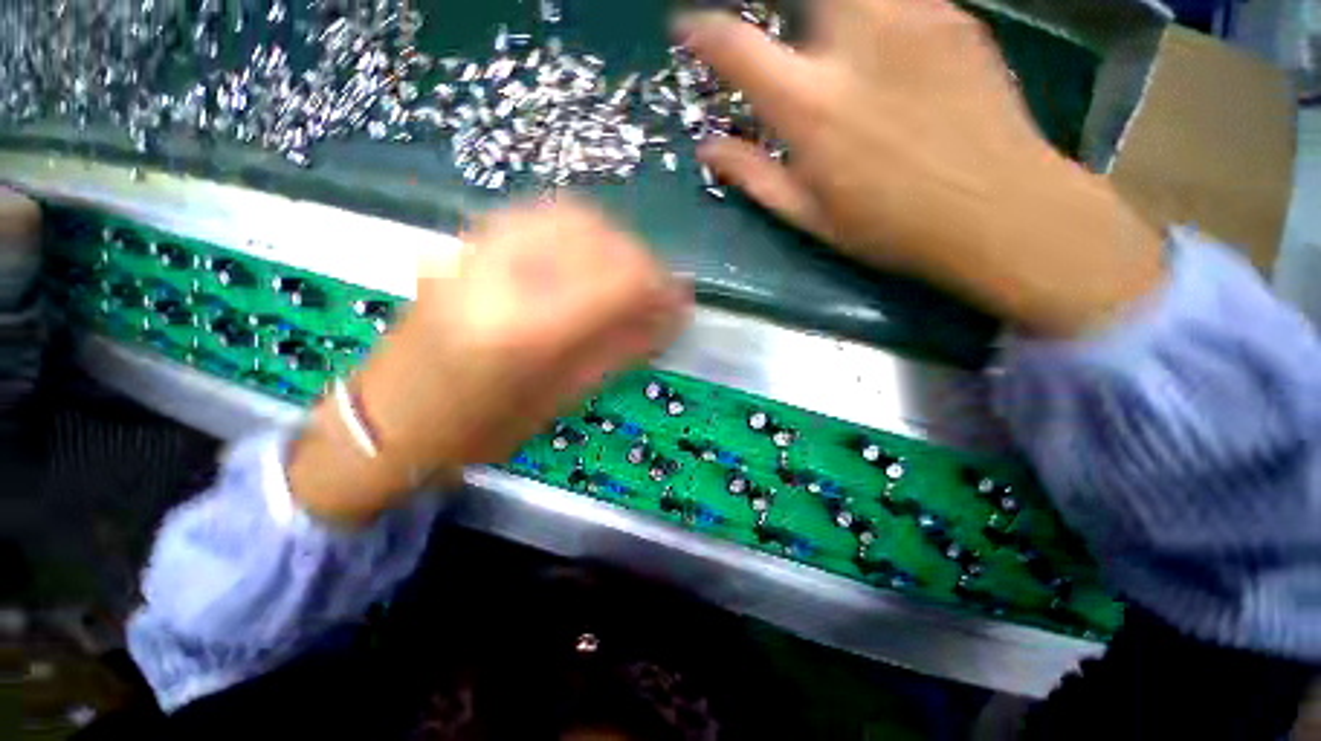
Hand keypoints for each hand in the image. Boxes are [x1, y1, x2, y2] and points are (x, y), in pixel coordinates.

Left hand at [289, 200, 690, 524]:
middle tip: (656, 292)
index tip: (681, 304)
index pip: (619, 282)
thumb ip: (617, 351)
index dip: (661, 288)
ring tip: (625, 277)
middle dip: (642, 261)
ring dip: (614, 242)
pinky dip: (580, 231)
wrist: (389, 419)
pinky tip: (588, 260)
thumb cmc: (478, 429)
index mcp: (528, 330)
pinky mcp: (468, 243)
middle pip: (599, 237)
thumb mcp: (559, 400)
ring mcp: (478, 250)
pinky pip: (540, 216)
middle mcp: (502, 275)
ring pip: (571, 215)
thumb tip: (667, 319)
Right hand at [683, 0, 1164, 336]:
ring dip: (828, 13)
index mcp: (812, 108)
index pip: (738, 49)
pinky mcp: (953, 15)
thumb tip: (708, 151)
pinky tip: (883, 49)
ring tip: (833, 49)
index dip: (702, 32)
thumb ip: (754, 176)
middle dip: (775, 5)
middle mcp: (856, 45)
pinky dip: (874, 14)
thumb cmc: (891, 226)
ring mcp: (912, 18)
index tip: (688, 28)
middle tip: (784, 40)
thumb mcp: (810, 216)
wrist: (998, 209)